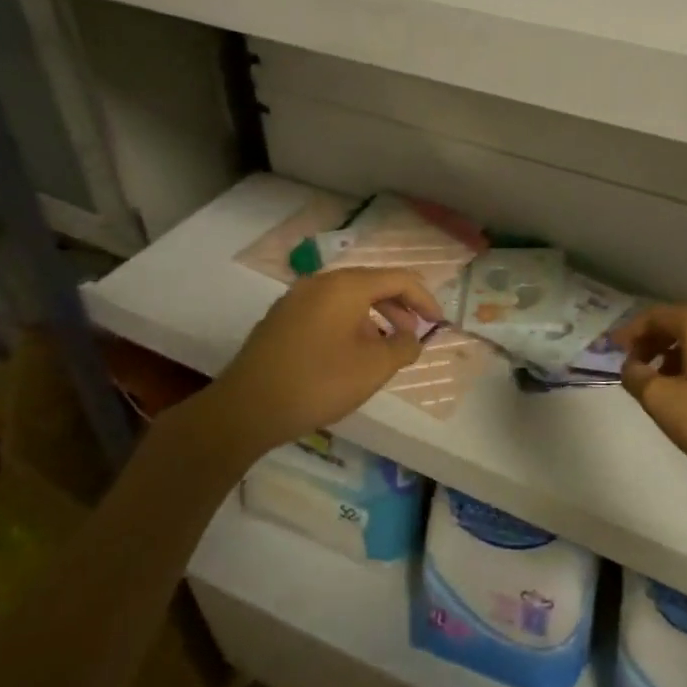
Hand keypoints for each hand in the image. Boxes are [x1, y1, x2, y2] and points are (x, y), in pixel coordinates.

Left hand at [209, 267, 442, 445]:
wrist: (246, 408)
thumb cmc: (319, 382)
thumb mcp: (374, 368)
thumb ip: (403, 347)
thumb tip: (411, 338)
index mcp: (346, 285)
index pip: (397, 279)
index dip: (424, 299)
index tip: (439, 323)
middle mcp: (320, 283)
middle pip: (371, 284)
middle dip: (399, 307)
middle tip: (414, 334)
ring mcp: (296, 299)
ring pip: (347, 299)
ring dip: (374, 317)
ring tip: (385, 348)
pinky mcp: (281, 320)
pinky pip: (326, 311)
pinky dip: (349, 324)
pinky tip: (350, 354)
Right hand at [614, 305, 686, 499]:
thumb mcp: (660, 400)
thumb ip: (636, 376)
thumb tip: (631, 367)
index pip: (656, 316)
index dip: (630, 332)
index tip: (612, 350)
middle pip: (679, 325)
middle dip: (651, 343)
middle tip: (632, 367)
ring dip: (672, 357)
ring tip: (657, 385)